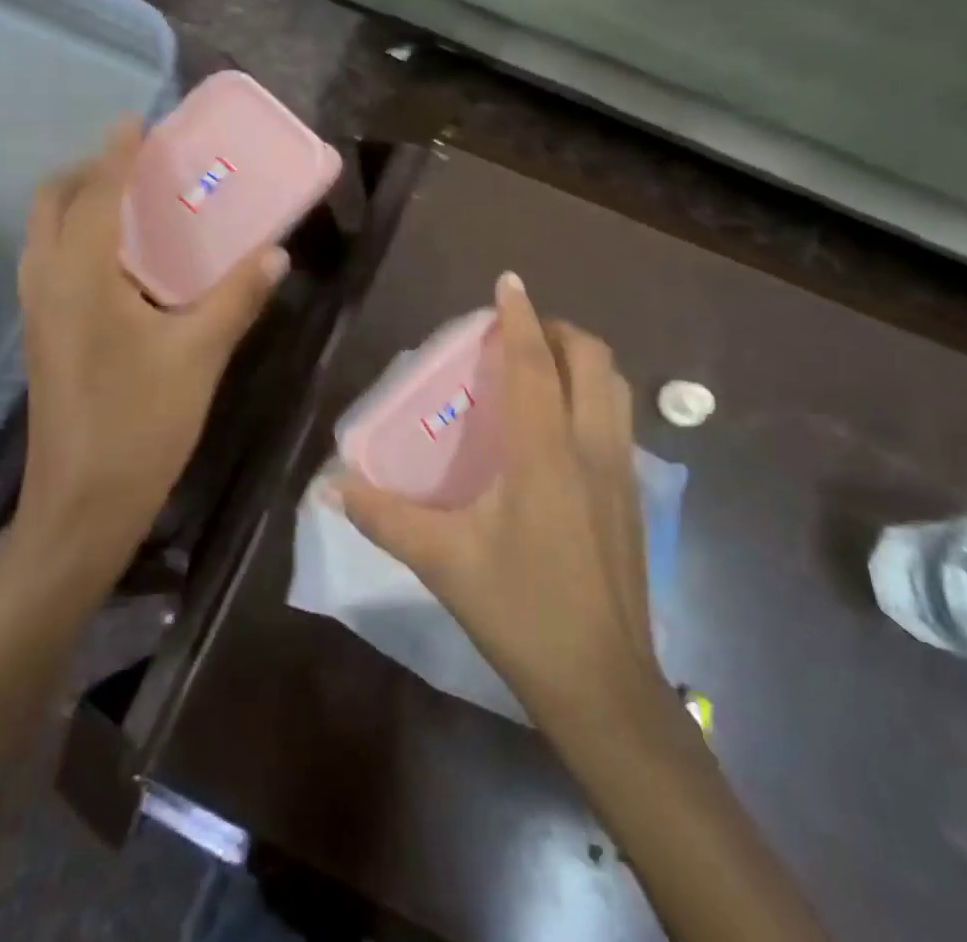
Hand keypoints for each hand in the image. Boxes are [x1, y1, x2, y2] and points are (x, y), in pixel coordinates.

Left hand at [11, 117, 287, 583]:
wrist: (81, 506)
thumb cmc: (140, 424)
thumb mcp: (200, 355)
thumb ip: (237, 297)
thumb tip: (275, 253)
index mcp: (82, 278)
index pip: (96, 194)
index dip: (117, 154)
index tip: (137, 121)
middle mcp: (48, 283)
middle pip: (53, 203)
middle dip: (88, 171)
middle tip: (137, 164)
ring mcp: (38, 312)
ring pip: (46, 234)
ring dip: (79, 203)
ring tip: (131, 202)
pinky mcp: (43, 336)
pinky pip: (52, 262)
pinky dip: (78, 238)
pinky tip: (123, 262)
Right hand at [336, 273, 668, 732]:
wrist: (603, 684)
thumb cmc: (521, 612)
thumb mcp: (443, 562)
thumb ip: (385, 518)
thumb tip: (332, 488)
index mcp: (545, 452)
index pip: (535, 363)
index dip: (520, 316)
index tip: (508, 281)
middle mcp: (592, 447)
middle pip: (592, 359)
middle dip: (558, 330)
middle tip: (520, 333)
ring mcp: (623, 471)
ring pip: (615, 386)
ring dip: (583, 360)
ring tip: (544, 367)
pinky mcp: (635, 497)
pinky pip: (619, 419)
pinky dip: (595, 396)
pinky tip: (562, 428)